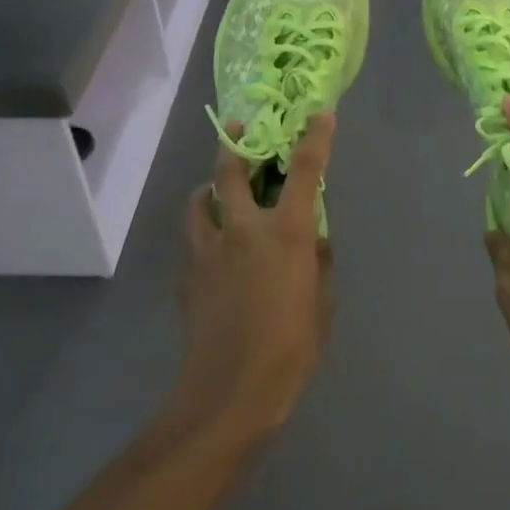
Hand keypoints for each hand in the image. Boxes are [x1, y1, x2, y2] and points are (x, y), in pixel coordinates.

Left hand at [175, 115, 334, 438]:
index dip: (315, 136)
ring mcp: (208, 250)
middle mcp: (244, 228)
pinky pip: (194, 241)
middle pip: (230, 171)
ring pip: (199, 200)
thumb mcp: (322, 304)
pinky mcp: (187, 276)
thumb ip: (318, 263)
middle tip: (237, 127)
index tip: (320, 113)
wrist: (227, 395)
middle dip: (234, 143)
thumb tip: (312, 241)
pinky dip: (204, 234)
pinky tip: (214, 253)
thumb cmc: (289, 349)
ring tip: (217, 192)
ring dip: (209, 189)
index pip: (305, 170)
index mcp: (286, 232)